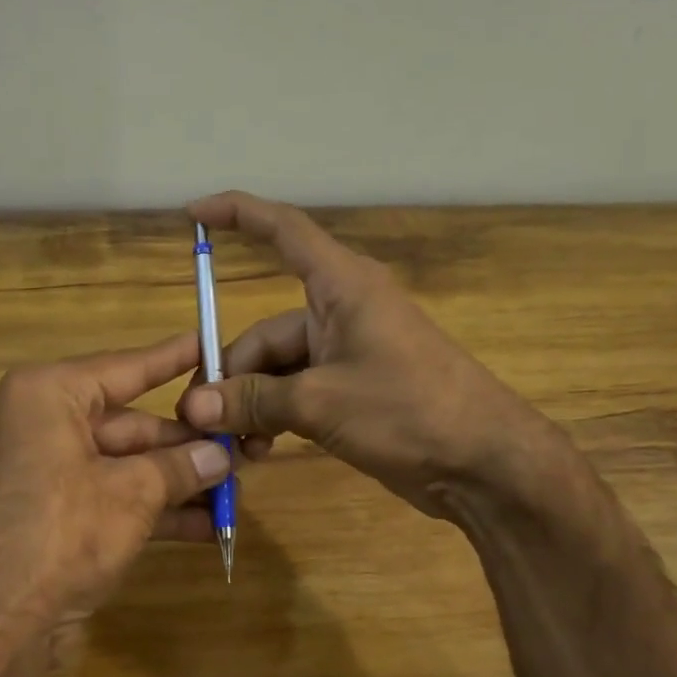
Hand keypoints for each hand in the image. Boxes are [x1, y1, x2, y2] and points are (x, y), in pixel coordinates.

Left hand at [0, 333, 231, 643]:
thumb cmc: (61, 533)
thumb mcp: (132, 493)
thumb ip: (179, 468)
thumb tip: (220, 456)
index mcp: (50, 396)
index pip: (126, 368)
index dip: (173, 359)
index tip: (210, 342)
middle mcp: (45, 426)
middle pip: (131, 425)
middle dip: (186, 446)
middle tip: (241, 449)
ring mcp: (49, 474)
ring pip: (126, 466)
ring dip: (178, 483)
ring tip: (234, 492)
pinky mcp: (56, 517)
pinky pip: (114, 499)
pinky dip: (154, 511)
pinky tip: (205, 527)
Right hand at [177, 192, 549, 519]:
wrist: (484, 462)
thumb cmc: (407, 410)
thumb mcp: (320, 402)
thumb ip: (254, 400)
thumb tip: (194, 405)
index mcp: (341, 287)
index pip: (283, 231)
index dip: (238, 214)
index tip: (192, 214)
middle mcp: (341, 311)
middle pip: (266, 331)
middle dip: (233, 375)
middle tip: (205, 420)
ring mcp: (349, 354)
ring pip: (279, 370)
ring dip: (253, 405)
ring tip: (237, 447)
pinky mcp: (355, 391)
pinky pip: (299, 393)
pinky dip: (276, 417)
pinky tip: (261, 450)